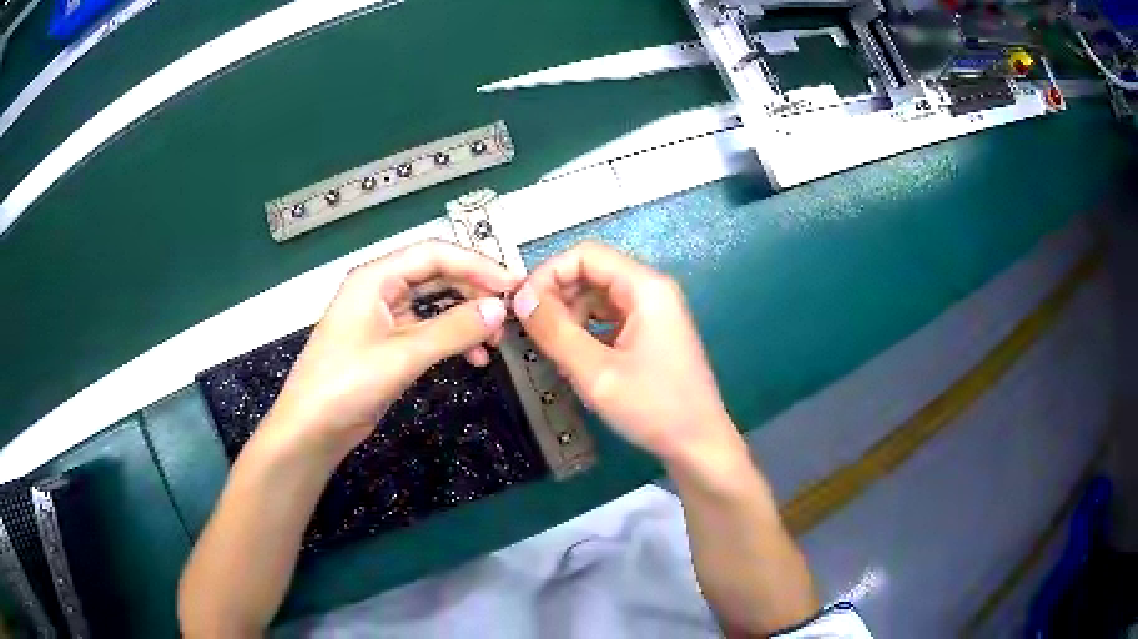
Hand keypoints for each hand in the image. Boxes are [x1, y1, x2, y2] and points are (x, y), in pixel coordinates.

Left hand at [262, 240, 519, 460]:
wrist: (311, 429)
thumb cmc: (347, 384)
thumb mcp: (403, 354)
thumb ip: (453, 329)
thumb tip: (499, 310)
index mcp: (376, 277)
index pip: (434, 254)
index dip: (477, 264)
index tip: (512, 285)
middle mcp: (380, 289)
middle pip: (436, 275)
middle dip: (474, 292)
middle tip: (507, 314)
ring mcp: (383, 317)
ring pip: (434, 304)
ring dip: (465, 318)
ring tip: (493, 342)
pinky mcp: (387, 344)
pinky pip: (427, 331)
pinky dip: (450, 340)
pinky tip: (472, 359)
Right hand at [511, 241, 741, 466]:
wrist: (698, 445)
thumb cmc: (654, 408)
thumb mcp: (596, 372)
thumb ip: (555, 332)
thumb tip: (520, 299)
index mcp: (645, 287)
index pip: (586, 254)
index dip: (548, 273)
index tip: (522, 306)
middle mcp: (651, 290)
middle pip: (592, 272)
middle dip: (557, 295)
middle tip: (531, 330)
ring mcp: (653, 312)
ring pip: (598, 296)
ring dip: (569, 315)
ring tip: (552, 348)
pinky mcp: (650, 333)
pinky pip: (609, 318)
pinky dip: (586, 330)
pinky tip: (575, 357)